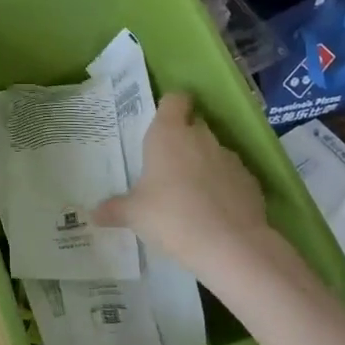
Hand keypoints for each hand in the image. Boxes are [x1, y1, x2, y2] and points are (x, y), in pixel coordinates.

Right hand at [93, 93, 277, 283]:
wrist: (230, 245)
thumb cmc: (171, 216)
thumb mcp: (134, 214)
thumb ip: (115, 209)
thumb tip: (93, 214)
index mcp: (168, 134)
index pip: (174, 100)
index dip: (170, 107)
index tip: (162, 122)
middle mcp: (201, 137)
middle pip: (194, 125)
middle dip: (183, 140)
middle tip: (167, 165)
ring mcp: (230, 158)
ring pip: (213, 152)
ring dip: (204, 164)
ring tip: (192, 194)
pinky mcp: (251, 181)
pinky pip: (232, 176)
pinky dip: (224, 187)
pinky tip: (215, 211)